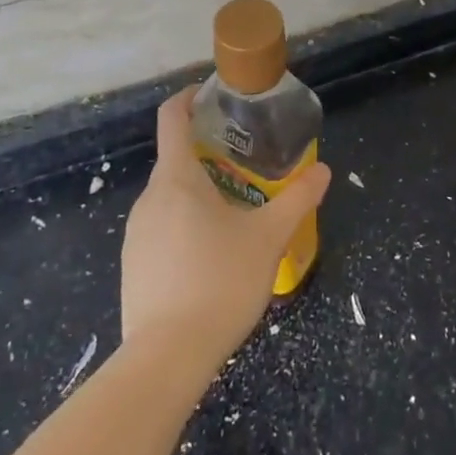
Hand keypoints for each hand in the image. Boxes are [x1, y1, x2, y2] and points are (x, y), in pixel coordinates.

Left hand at [121, 89, 330, 372]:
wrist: (166, 358)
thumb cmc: (219, 282)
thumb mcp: (268, 237)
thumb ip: (297, 199)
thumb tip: (323, 171)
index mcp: (176, 179)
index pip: (171, 118)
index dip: (187, 98)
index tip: (211, 96)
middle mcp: (149, 198)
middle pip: (174, 160)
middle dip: (207, 155)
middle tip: (246, 165)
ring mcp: (136, 234)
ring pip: (169, 198)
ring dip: (198, 194)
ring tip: (235, 213)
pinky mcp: (133, 265)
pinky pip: (161, 229)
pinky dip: (184, 226)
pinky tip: (211, 258)